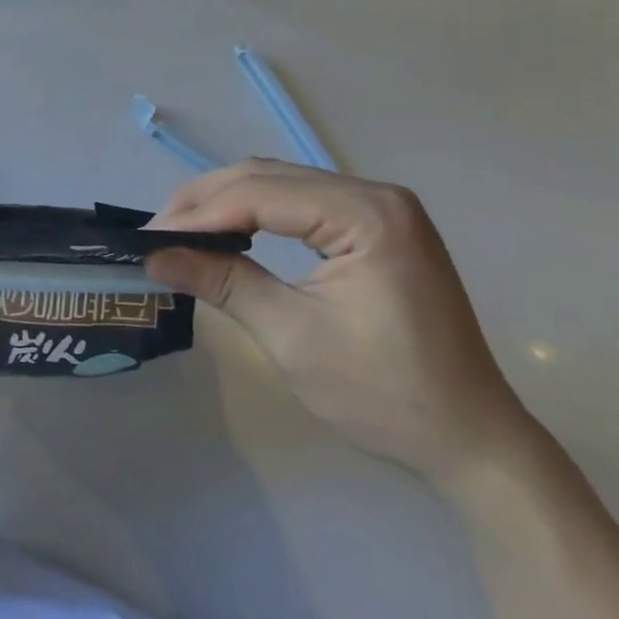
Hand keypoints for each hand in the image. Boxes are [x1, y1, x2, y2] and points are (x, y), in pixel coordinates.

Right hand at [147, 160, 535, 487]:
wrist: (471, 441)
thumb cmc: (385, 394)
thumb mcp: (292, 335)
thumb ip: (222, 283)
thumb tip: (153, 257)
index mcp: (367, 214)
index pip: (262, 194)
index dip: (199, 213)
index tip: (147, 237)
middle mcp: (376, 195)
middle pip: (269, 177)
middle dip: (206, 201)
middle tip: (156, 232)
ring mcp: (380, 209)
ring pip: (282, 185)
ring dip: (227, 204)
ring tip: (180, 231)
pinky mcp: (378, 228)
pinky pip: (302, 204)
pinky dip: (257, 214)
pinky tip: (229, 233)